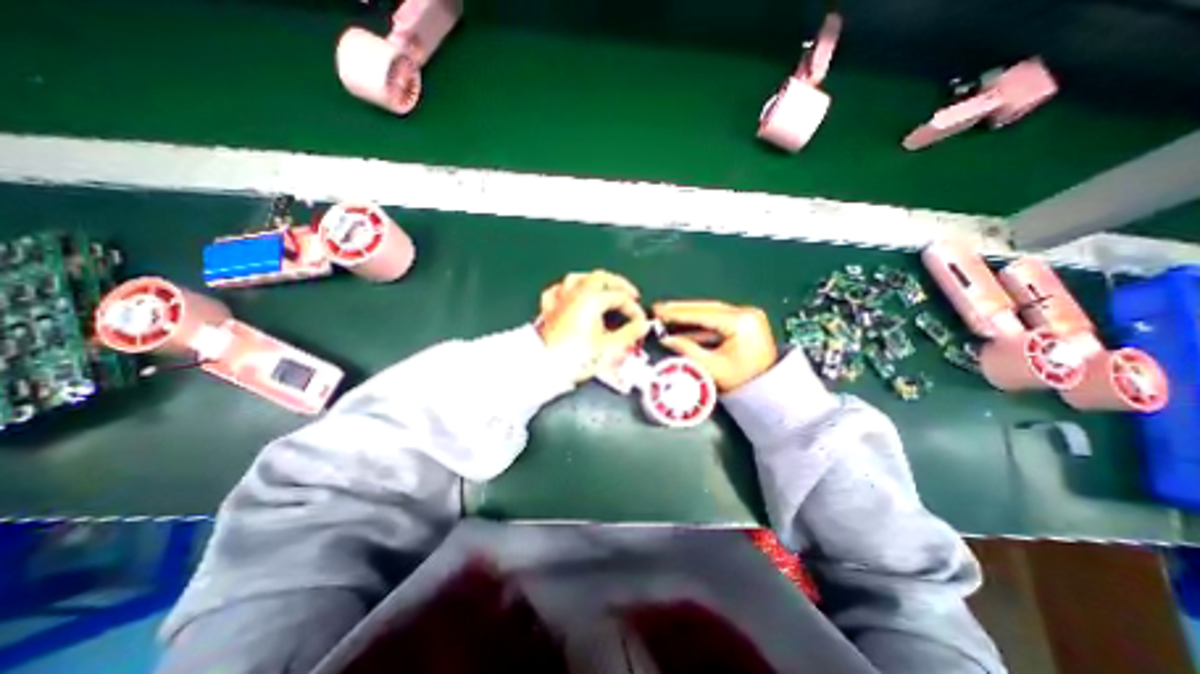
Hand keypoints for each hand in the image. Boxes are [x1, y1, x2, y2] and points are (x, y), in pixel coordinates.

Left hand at [533, 269, 646, 382]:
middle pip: (600, 277)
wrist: (545, 368)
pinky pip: (558, 291)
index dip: (634, 309)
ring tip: (604, 289)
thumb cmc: (578, 358)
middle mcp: (575, 293)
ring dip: (594, 281)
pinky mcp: (548, 309)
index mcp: (592, 299)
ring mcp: (560, 299)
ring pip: (577, 278)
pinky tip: (572, 294)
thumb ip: (629, 333)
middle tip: (631, 295)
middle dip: (618, 284)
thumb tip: (643, 325)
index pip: (620, 297)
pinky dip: (568, 290)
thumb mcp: (609, 347)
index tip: (641, 323)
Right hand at [653, 301, 773, 391]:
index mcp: (741, 323)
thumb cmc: (742, 382)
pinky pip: (719, 319)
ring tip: (667, 314)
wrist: (770, 391)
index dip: (678, 313)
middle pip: (707, 308)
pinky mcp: (746, 322)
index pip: (703, 314)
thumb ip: (687, 349)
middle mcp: (747, 313)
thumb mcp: (711, 367)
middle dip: (681, 309)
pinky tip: (684, 325)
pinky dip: (701, 323)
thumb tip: (666, 339)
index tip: (658, 310)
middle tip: (659, 308)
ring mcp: (748, 316)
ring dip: (689, 314)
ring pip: (712, 311)